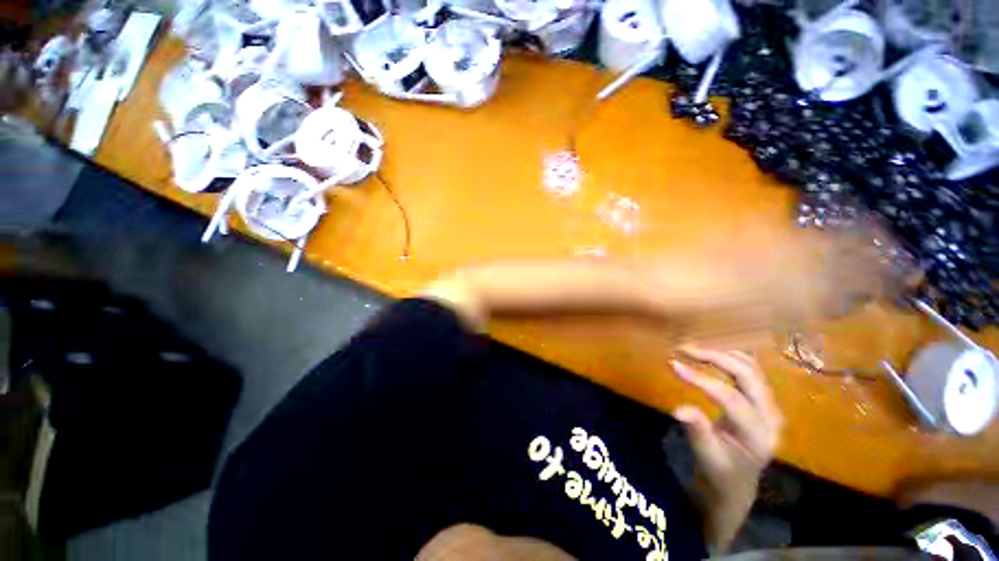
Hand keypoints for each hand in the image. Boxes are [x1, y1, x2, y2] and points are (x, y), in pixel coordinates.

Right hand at [671, 346, 782, 550]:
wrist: (738, 480)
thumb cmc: (720, 471)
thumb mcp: (706, 457)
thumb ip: (697, 431)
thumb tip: (678, 409)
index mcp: (758, 435)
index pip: (731, 398)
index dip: (700, 378)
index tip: (673, 364)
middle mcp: (771, 416)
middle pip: (747, 374)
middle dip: (714, 356)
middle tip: (683, 349)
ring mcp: (770, 405)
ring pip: (750, 366)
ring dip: (720, 353)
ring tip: (691, 349)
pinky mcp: (763, 399)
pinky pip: (748, 369)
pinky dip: (727, 357)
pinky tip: (708, 354)